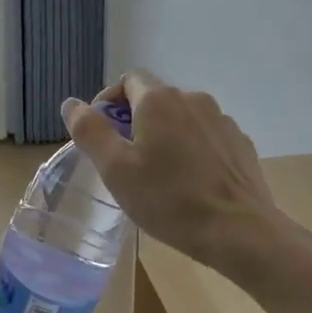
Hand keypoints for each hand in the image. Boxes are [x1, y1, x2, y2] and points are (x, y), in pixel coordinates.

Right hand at [62, 70, 311, 284]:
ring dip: (164, 136)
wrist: (240, 232)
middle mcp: (193, 99)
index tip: (101, 135)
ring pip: (181, 119)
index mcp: (159, 100)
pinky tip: (189, 183)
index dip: (108, 102)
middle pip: (155, 99)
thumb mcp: (115, 169)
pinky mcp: (240, 144)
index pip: (127, 80)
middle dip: (135, 123)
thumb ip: (89, 131)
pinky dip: (191, 150)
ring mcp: (222, 121)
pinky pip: (205, 138)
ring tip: (158, 175)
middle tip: (124, 162)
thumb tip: (71, 103)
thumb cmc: (169, 199)